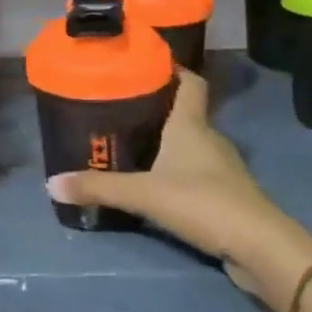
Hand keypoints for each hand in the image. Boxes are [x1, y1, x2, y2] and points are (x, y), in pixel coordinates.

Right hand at [46, 69, 311, 311]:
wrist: (259, 247)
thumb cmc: (202, 202)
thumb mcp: (144, 194)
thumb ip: (100, 188)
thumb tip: (52, 183)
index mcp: (192, 125)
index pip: (191, 82)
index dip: (173, 69)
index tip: (146, 64)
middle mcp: (210, 139)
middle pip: (186, 113)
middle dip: (158, 108)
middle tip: (120, 108)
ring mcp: (222, 168)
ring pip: (191, 145)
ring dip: (167, 143)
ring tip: (131, 145)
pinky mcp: (226, 196)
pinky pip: (197, 173)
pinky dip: (177, 172)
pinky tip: (156, 184)